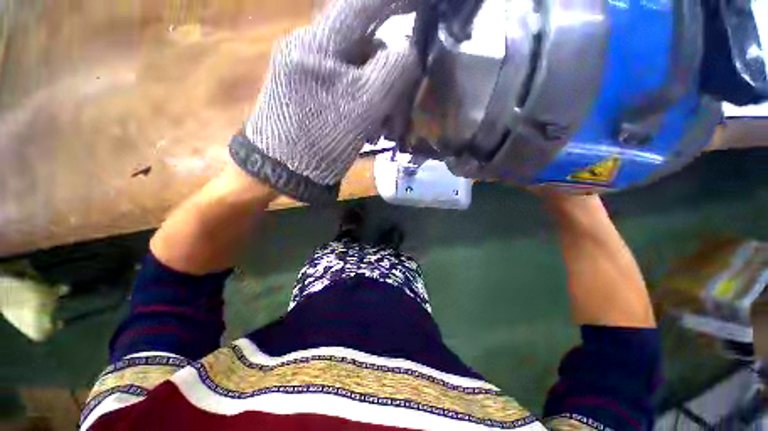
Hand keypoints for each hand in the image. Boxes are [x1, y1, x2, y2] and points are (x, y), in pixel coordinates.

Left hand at [230, 0, 418, 203]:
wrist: (283, 172)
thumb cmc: (319, 141)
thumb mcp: (361, 108)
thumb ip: (392, 71)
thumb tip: (410, 51)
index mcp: (319, 43)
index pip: (363, 5)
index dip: (397, 2)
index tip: (424, 6)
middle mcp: (313, 49)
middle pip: (366, 48)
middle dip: (391, 78)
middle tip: (400, 110)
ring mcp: (310, 72)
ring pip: (361, 73)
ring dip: (380, 100)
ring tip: (384, 129)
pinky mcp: (312, 93)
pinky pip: (349, 90)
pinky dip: (366, 108)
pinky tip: (370, 129)